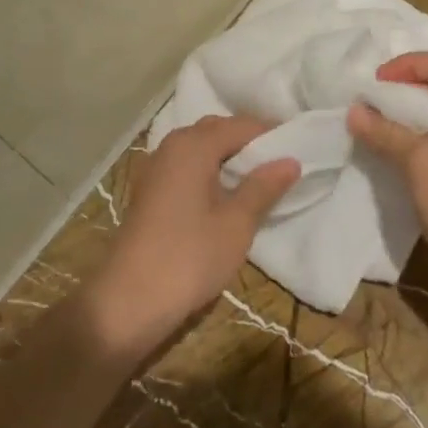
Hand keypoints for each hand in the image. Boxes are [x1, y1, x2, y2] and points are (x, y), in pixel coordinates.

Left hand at [82, 115, 298, 359]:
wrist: (128, 302)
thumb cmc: (189, 257)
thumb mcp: (236, 223)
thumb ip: (263, 187)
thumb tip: (290, 159)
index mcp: (194, 145)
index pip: (242, 125)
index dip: (271, 134)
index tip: (299, 149)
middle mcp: (172, 146)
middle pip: (218, 131)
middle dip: (249, 143)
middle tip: (281, 165)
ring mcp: (156, 168)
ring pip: (200, 149)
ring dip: (228, 159)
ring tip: (258, 182)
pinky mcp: (149, 191)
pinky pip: (187, 167)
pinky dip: (209, 172)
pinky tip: (225, 196)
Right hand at [346, 51, 427, 281]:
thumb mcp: (418, 159)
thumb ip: (384, 131)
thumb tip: (354, 111)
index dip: (409, 64)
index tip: (377, 82)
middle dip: (406, 91)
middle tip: (373, 102)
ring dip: (410, 117)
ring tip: (377, 126)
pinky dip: (420, 139)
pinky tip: (395, 153)